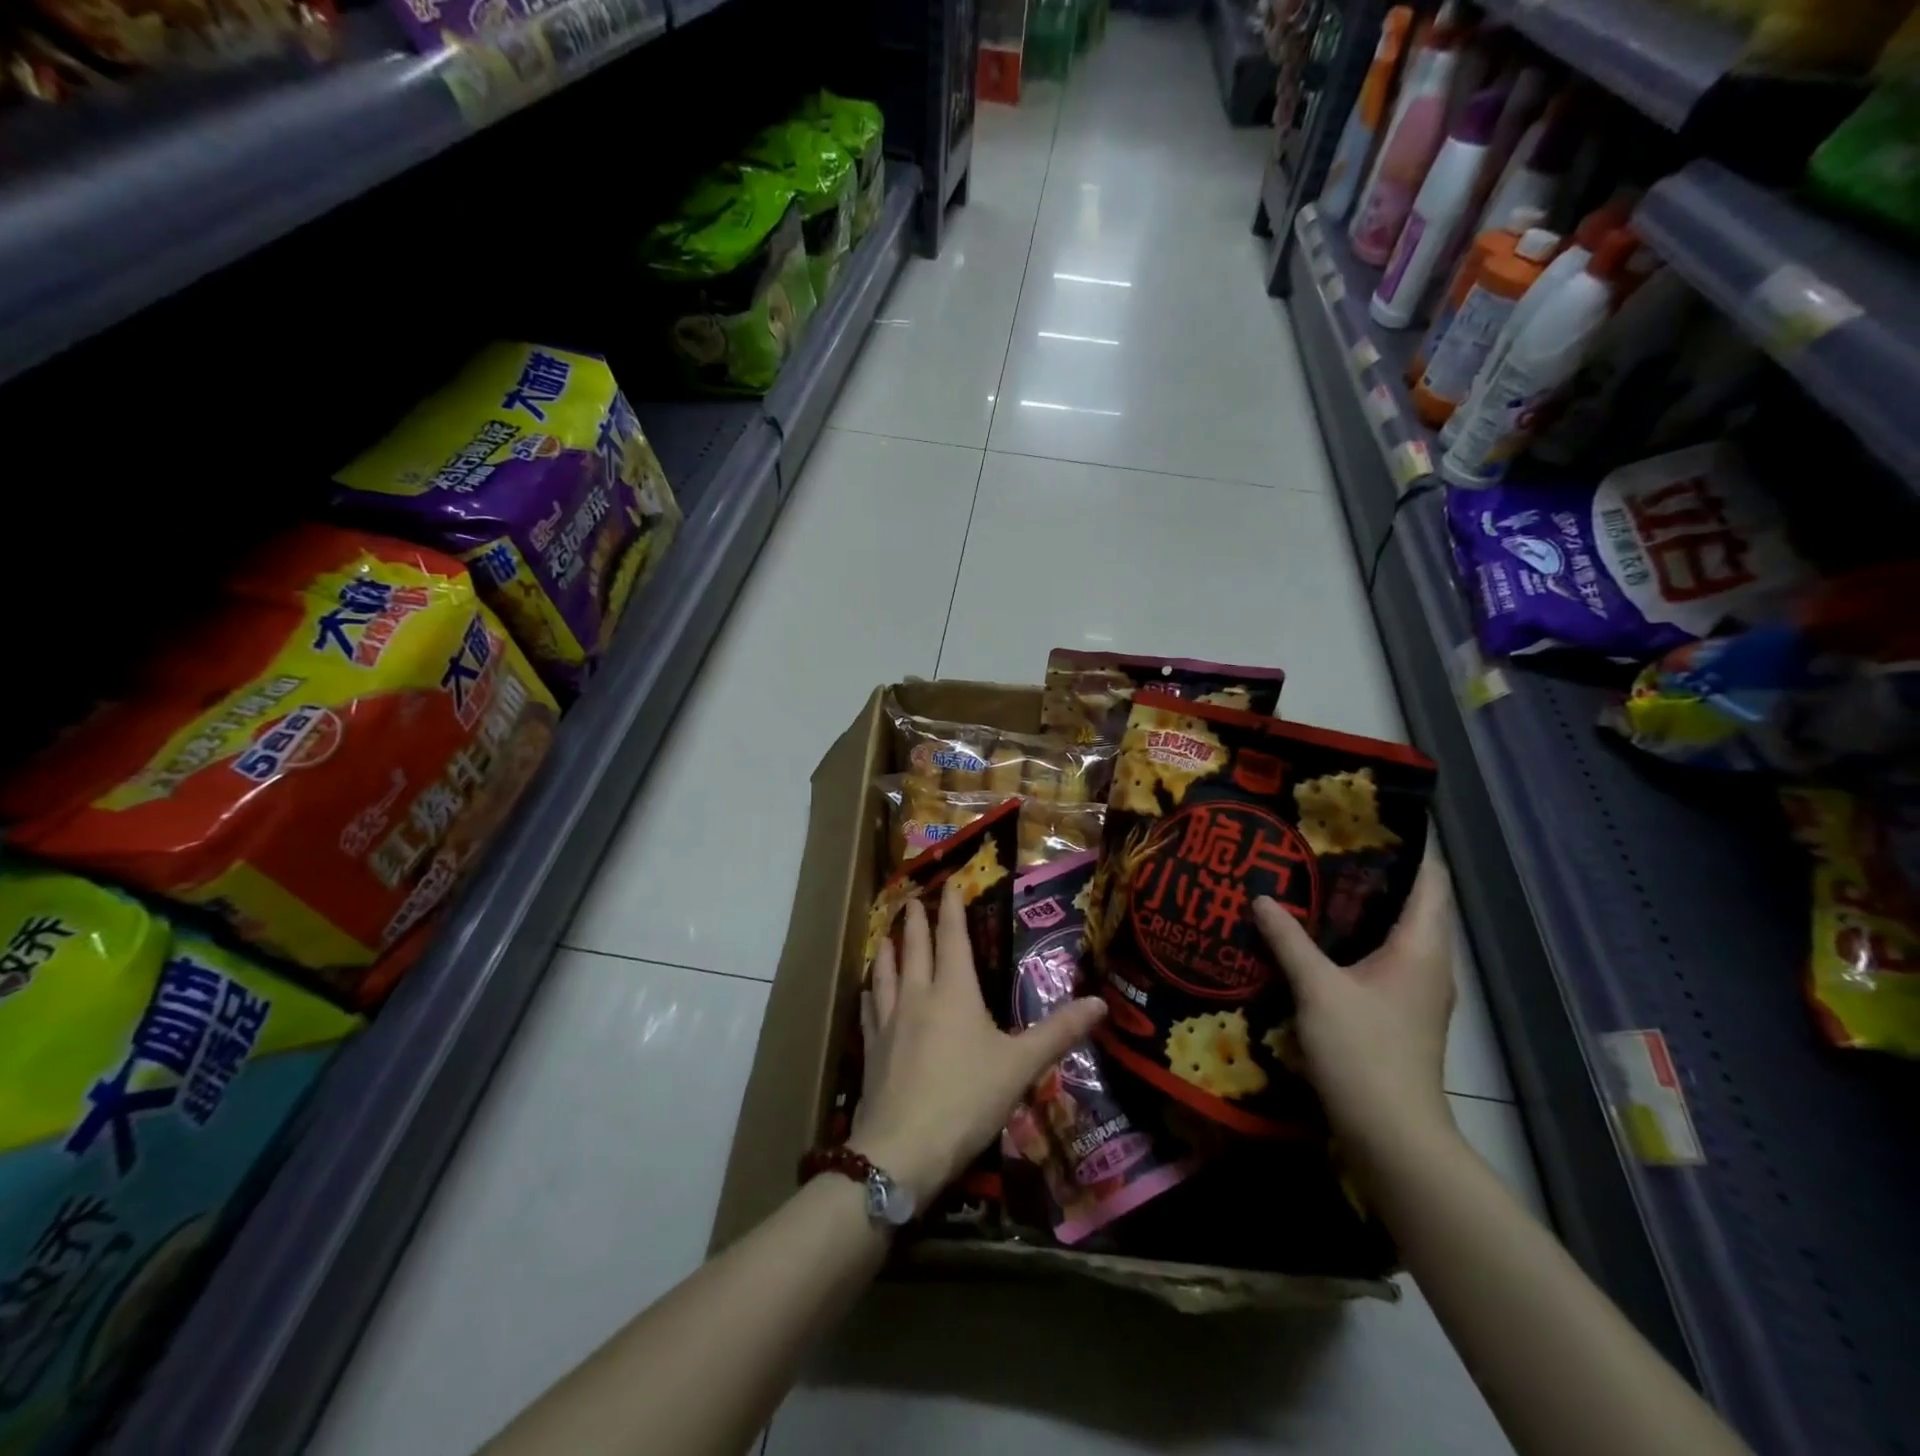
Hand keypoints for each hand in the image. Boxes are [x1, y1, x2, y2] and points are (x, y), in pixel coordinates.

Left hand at [850, 882, 1105, 1209]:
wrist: (901, 1150)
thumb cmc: (967, 1100)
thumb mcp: (1021, 1066)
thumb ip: (1059, 1032)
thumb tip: (1101, 1003)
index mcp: (954, 992)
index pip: (953, 938)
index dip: (952, 908)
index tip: (949, 882)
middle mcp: (918, 996)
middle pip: (915, 948)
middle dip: (917, 922)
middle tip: (913, 900)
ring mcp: (889, 1022)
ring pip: (885, 973)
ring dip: (888, 950)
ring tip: (888, 935)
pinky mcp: (871, 1049)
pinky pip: (869, 1009)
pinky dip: (871, 992)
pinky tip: (869, 991)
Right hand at [1251, 855, 1456, 1160]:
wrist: (1392, 1133)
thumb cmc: (1364, 1051)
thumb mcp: (1317, 988)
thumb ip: (1288, 939)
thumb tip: (1261, 897)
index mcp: (1422, 946)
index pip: (1431, 878)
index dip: (1409, 845)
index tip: (1367, 817)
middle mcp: (1429, 962)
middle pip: (1412, 900)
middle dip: (1374, 870)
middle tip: (1324, 842)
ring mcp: (1417, 989)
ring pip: (1396, 930)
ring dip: (1362, 905)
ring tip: (1314, 878)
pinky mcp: (1399, 1010)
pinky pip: (1383, 956)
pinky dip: (1356, 936)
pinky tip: (1316, 934)